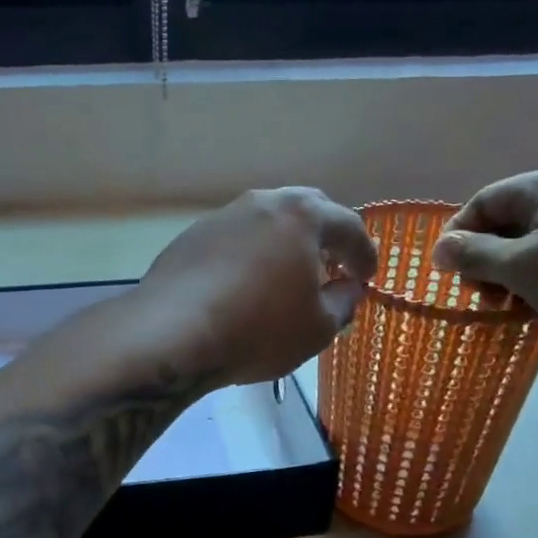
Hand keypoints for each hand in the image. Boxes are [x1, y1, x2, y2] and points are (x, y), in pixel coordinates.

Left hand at [137, 188, 377, 385]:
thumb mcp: (317, 328)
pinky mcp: (190, 237)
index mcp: (302, 216)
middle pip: (305, 208)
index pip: (349, 226)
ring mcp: (221, 217)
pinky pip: (234, 239)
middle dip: (325, 235)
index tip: (366, 277)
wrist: (171, 333)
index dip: (364, 254)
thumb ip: (343, 303)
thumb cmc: (258, 330)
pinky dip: (250, 254)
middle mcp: (261, 204)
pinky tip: (244, 284)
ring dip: (284, 242)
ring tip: (287, 275)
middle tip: (331, 266)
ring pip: (265, 221)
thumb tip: (348, 288)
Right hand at [430, 162, 537, 348]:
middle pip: (510, 224)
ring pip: (537, 248)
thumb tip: (440, 248)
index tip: (447, 275)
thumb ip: (475, 256)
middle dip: (487, 262)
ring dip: (514, 279)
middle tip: (482, 298)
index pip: (485, 201)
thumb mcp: (521, 266)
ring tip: (512, 311)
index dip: (459, 235)